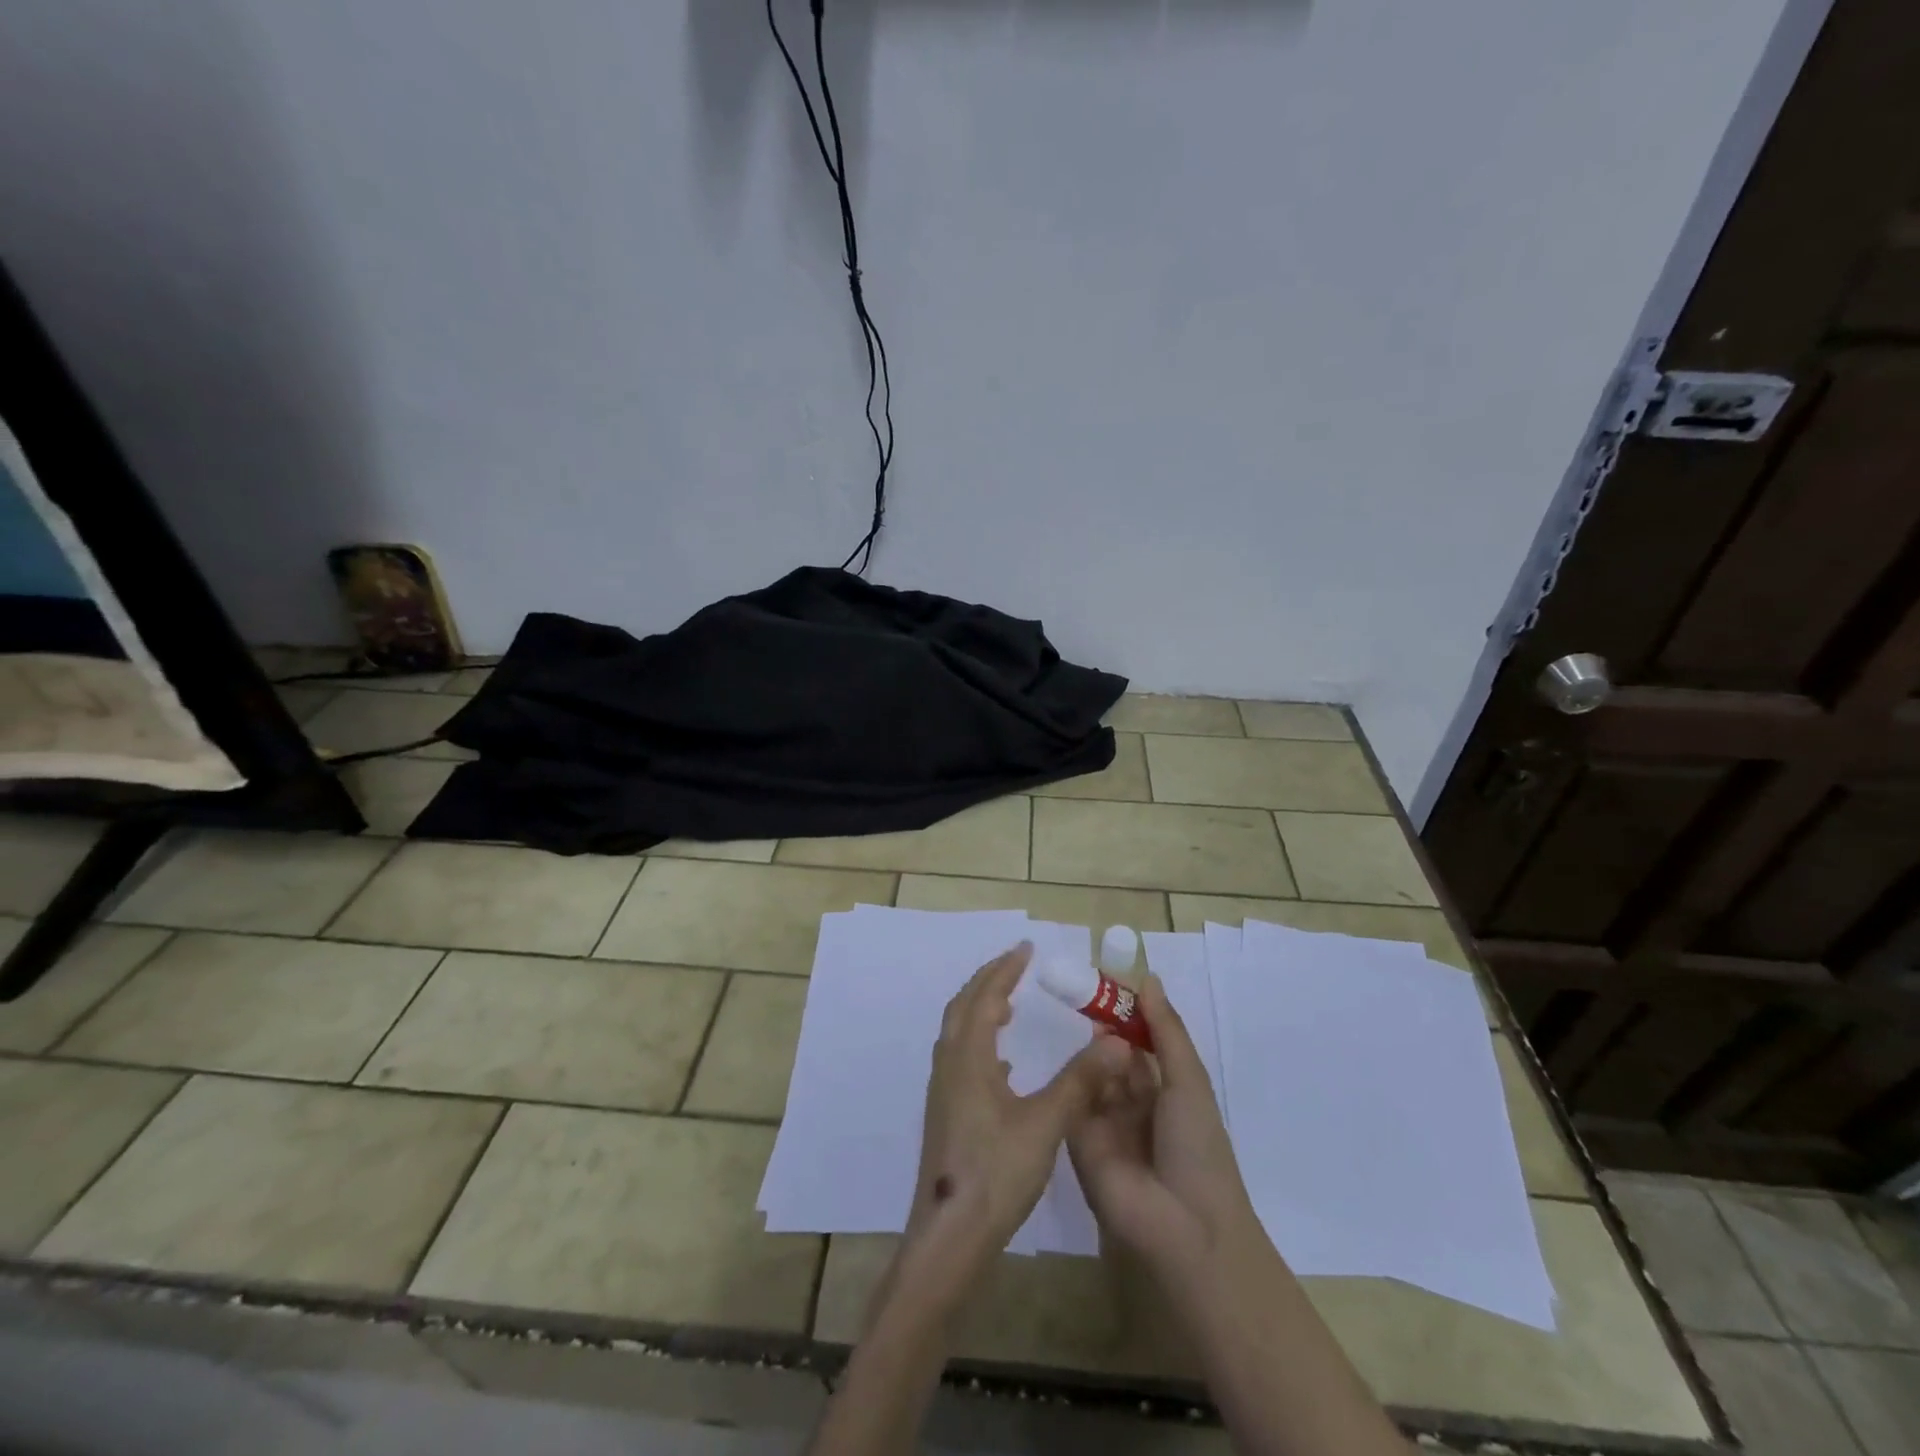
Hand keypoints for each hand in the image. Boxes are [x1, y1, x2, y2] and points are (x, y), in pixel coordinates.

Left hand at [901, 942, 1130, 1293]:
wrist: (949, 1237)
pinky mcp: (946, 1115)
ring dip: (980, 1010)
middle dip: (988, 981)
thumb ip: (1080, 1081)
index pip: (985, 997)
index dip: (1005, 969)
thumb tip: (1115, 1040)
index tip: (1026, 948)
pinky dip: (980, 1043)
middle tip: (1016, 965)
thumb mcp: (1045, 1124)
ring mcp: (944, 1092)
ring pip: (958, 1033)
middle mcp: (950, 1066)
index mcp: (968, 1058)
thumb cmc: (996, 1174)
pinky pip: (961, 1059)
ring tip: (1009, 1006)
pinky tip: (1004, 1067)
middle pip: (963, 1007)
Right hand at [1068, 974, 1258, 1276]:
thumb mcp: (1187, 1080)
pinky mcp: (1077, 1140)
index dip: (1126, 1011)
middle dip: (1099, 1025)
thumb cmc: (1197, 1146)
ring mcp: (1104, 1121)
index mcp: (1165, 1089)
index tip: (1103, 977)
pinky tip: (1052, 1043)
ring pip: (1090, 1073)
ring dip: (1086, 1048)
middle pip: (1112, 1054)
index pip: (1141, 1040)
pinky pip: (1070, 1099)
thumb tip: (1147, 978)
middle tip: (1075, 986)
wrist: (1183, 1227)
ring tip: (1067, 1009)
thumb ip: (1165, 1030)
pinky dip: (1068, 1074)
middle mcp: (1133, 1102)